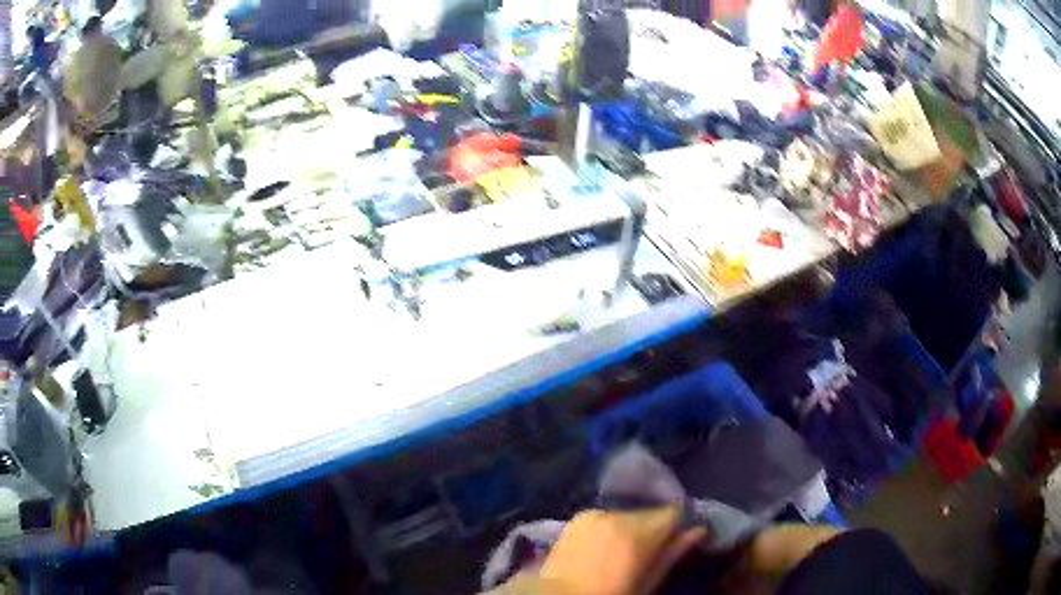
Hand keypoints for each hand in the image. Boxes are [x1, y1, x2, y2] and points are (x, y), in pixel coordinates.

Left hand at [533, 507, 705, 594]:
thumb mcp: (647, 583)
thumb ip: (673, 554)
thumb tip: (699, 530)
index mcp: (639, 533)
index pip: (673, 511)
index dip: (680, 524)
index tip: (681, 537)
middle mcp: (618, 516)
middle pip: (650, 513)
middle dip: (655, 527)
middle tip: (651, 551)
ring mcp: (595, 514)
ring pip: (628, 515)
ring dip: (633, 527)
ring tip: (626, 551)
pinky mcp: (577, 517)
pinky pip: (606, 517)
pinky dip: (612, 527)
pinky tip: (606, 546)